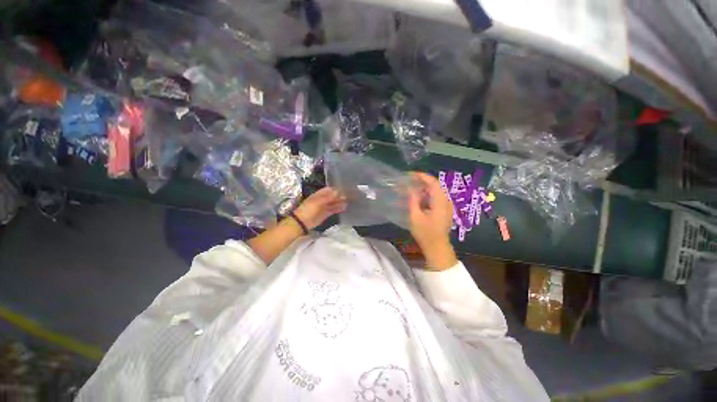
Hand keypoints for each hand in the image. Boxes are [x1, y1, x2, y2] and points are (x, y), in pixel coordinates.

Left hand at [293, 187, 346, 229]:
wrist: (302, 222)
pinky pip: (333, 210)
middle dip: (339, 196)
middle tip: (349, 195)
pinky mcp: (326, 214)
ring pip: (334, 203)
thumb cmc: (308, 209)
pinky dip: (338, 209)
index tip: (344, 189)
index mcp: (319, 195)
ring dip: (340, 202)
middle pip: (332, 196)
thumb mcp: (318, 202)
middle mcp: (322, 200)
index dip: (336, 189)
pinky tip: (344, 208)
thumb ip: (328, 197)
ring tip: (348, 201)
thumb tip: (337, 191)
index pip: (329, 190)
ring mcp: (324, 207)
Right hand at [407, 172, 457, 269]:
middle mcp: (446, 201)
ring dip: (425, 187)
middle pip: (435, 185)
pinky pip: (437, 196)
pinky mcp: (446, 210)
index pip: (433, 182)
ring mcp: (447, 205)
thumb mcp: (415, 216)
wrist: (437, 247)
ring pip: (437, 190)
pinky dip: (428, 193)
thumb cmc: (425, 233)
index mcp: (440, 201)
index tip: (410, 174)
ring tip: (412, 187)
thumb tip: (410, 188)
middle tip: (409, 180)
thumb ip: (413, 200)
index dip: (422, 176)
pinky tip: (420, 197)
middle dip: (422, 180)